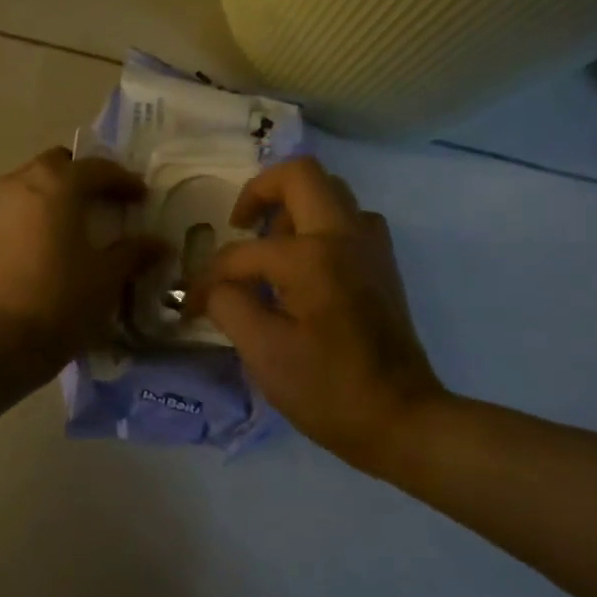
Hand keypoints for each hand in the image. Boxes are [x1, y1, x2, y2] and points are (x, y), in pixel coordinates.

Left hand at [0, 147, 165, 366]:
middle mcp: (22, 184)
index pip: (97, 168)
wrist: (2, 339)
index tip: (142, 197)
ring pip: (32, 184)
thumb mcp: (108, 276)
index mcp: (57, 184)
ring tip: (79, 222)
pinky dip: (37, 214)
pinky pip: (17, 209)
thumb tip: (158, 244)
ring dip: (57, 194)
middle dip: (84, 176)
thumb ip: (134, 252)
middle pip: (57, 165)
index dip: (123, 180)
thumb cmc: (63, 299)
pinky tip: (53, 242)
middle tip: (107, 201)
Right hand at [185, 156, 446, 473]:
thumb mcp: (262, 351)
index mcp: (313, 255)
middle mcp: (346, 236)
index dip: (210, 276)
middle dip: (261, 191)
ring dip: (293, 207)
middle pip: (302, 175)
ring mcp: (371, 248)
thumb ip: (228, 305)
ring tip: (268, 246)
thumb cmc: (328, 389)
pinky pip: (347, 221)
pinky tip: (299, 267)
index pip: (243, 252)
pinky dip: (317, 227)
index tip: (193, 304)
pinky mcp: (382, 267)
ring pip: (330, 194)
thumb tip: (212, 286)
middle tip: (240, 225)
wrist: (402, 420)